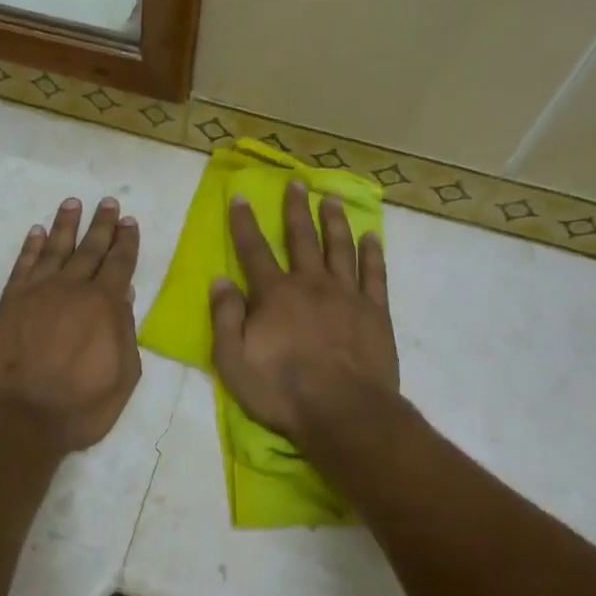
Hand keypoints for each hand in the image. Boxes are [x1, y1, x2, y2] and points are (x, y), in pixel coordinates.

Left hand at [0, 196, 142, 454]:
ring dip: (65, 225)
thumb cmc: (79, 406)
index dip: (126, 242)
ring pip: (55, 249)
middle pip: (90, 249)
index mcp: (104, 305)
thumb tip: (124, 296)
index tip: (130, 221)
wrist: (18, 419)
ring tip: (72, 203)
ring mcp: (37, 293)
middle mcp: (72, 289)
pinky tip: (36, 232)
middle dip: (101, 225)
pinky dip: (31, 247)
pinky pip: (23, 266)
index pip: (120, 264)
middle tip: (108, 202)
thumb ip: (125, 332)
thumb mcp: (122, 376)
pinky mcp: (9, 303)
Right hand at [210, 182, 398, 447]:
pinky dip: (372, 253)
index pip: (254, 250)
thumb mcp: (233, 360)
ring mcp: (347, 295)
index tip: (241, 197)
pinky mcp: (375, 311)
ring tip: (331, 199)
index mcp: (274, 294)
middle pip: (302, 238)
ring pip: (339, 247)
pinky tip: (371, 236)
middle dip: (296, 209)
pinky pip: (375, 273)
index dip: (244, 223)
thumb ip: (225, 317)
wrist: (344, 412)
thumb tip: (220, 279)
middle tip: (296, 183)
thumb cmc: (282, 390)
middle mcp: (311, 283)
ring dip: (334, 221)